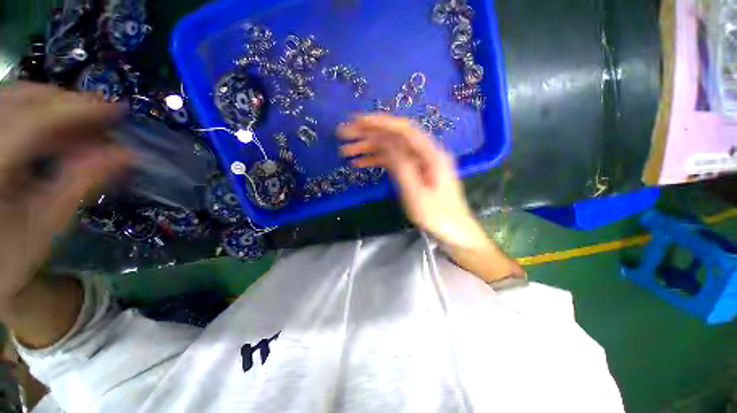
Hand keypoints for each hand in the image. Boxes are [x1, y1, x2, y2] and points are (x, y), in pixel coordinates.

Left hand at [0, 82, 129, 306]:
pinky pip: (8, 110)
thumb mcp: (46, 224)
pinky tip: (55, 130)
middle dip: (66, 104)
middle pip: (22, 100)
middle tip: (103, 119)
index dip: (78, 110)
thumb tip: (125, 154)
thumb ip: (81, 184)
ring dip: (53, 107)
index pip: (35, 121)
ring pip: (15, 99)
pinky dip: (36, 113)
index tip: (118, 109)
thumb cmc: (10, 254)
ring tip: (83, 125)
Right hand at [338, 114, 487, 248]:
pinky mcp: (414, 171)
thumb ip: (402, 166)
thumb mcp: (416, 193)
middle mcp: (424, 153)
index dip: (380, 122)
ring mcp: (418, 162)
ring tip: (346, 151)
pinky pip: (393, 161)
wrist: (453, 230)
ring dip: (369, 148)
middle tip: (345, 134)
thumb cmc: (436, 215)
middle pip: (395, 137)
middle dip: (369, 134)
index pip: (403, 129)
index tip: (357, 121)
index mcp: (430, 154)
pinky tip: (360, 163)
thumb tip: (386, 143)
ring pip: (391, 149)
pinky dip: (377, 160)